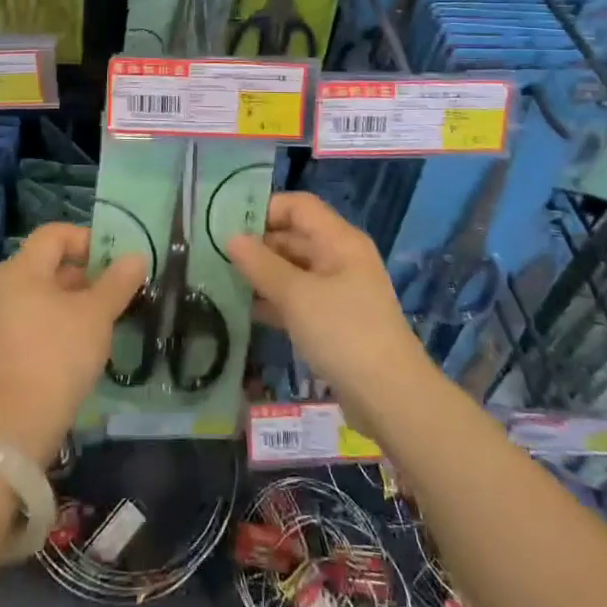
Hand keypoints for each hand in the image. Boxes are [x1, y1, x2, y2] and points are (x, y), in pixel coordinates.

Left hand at [0, 223, 146, 462]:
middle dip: (86, 272)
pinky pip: (38, 321)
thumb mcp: (96, 314)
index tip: (115, 260)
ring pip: (46, 295)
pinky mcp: (6, 350)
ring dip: (77, 300)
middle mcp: (7, 287)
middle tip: (118, 289)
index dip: (87, 239)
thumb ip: (118, 282)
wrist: (14, 424)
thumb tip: (137, 256)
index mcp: (23, 269)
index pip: (55, 234)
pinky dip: (62, 323)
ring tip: (107, 317)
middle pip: (50, 263)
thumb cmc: (58, 354)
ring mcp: (3, 320)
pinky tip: (85, 344)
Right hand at [226, 192, 427, 414]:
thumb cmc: (344, 334)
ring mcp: (339, 291)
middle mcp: (340, 258)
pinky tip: (243, 311)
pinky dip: (274, 301)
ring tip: (221, 280)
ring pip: (294, 270)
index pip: (298, 206)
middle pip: (295, 236)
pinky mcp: (334, 322)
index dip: (264, 210)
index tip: (227, 225)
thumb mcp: (297, 296)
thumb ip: (261, 265)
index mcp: (339, 241)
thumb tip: (231, 239)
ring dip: (262, 274)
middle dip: (258, 244)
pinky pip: (299, 299)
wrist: (392, 399)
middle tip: (215, 255)